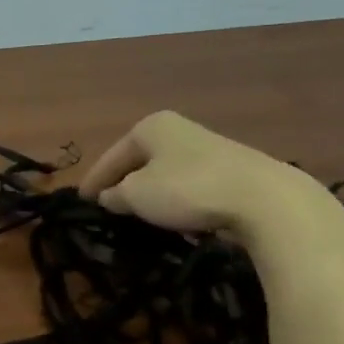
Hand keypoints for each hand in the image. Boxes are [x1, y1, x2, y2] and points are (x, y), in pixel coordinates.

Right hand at [79, 110, 343, 261]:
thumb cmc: (187, 189)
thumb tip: (110, 197)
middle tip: (106, 206)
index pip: (111, 157)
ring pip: (163, 173)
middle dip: (122, 182)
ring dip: (149, 192)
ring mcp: (206, 148)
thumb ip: (116, 195)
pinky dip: (174, 198)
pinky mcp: (228, 170)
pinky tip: (173, 216)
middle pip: (138, 161)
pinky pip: (187, 185)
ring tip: (136, 214)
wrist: (262, 199)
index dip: (93, 180)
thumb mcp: (137, 195)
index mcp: (150, 127)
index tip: (81, 200)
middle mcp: (177, 130)